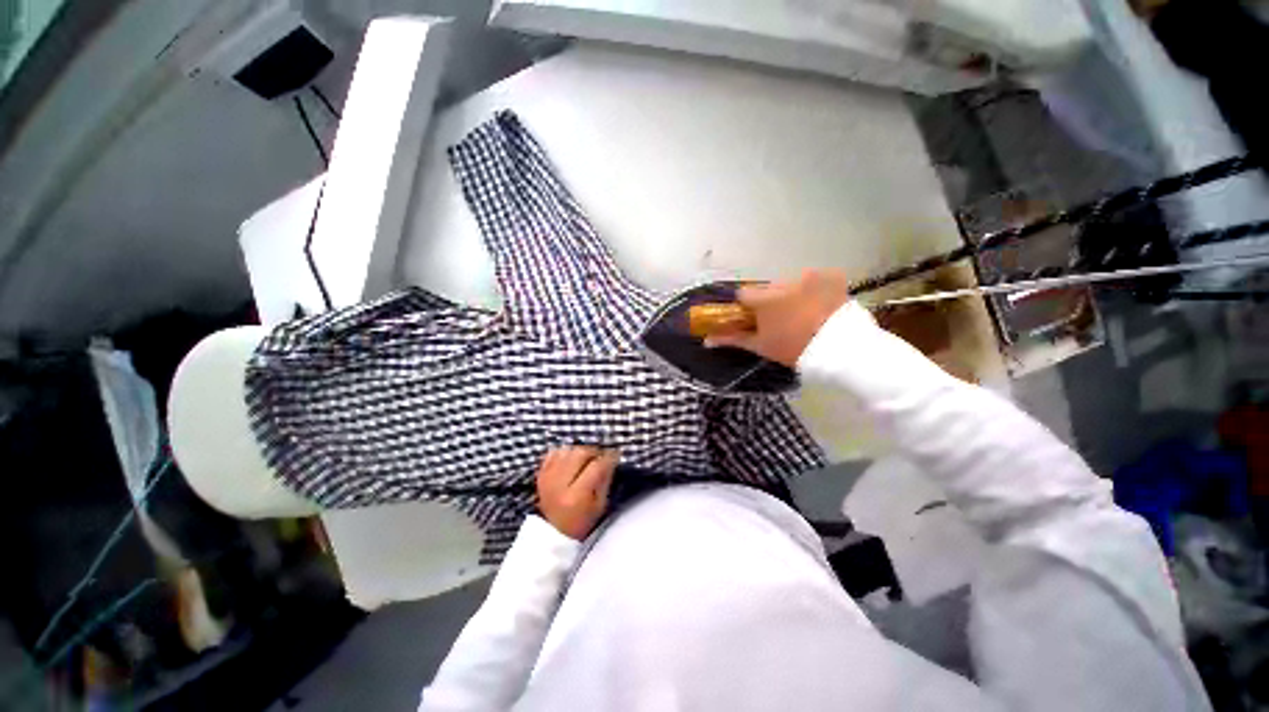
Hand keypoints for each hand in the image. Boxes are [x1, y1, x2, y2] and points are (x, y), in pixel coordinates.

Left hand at [535, 447, 617, 539]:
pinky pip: (554, 453)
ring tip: (586, 459)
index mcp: (577, 495)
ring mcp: (548, 477)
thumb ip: (605, 480)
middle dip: (594, 452)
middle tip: (601, 457)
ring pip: (567, 450)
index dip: (609, 458)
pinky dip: (565, 452)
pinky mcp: (541, 474)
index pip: (596, 467)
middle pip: (580, 453)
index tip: (616, 455)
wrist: (553, 532)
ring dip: (580, 451)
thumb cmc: (582, 522)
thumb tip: (611, 460)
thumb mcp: (600, 506)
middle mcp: (560, 484)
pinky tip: (571, 460)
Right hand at [705, 269, 850, 366]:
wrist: (842, 350)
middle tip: (780, 322)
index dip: (746, 308)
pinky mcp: (831, 276)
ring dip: (791, 295)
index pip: (743, 295)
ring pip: (789, 284)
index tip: (753, 319)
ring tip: (804, 316)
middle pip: (767, 289)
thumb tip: (707, 340)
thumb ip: (733, 339)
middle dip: (770, 302)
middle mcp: (784, 281)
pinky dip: (813, 290)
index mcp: (765, 298)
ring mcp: (810, 276)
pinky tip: (820, 307)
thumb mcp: (761, 346)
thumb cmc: (794, 349)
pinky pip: (814, 280)